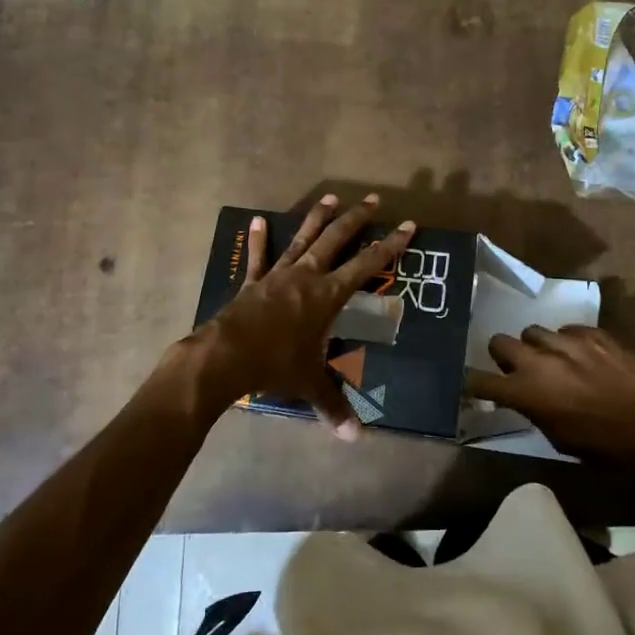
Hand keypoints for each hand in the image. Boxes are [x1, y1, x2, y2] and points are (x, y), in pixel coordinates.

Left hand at [193, 194, 415, 438]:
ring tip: (330, 196)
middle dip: (356, 219)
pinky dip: (259, 240)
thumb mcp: (309, 383)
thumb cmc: (276, 365)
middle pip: (336, 239)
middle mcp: (306, 276)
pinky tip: (259, 221)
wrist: (227, 356)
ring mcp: (277, 275)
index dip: (390, 245)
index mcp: (327, 295)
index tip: (408, 225)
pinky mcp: (253, 282)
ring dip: (317, 218)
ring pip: (302, 239)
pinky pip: (258, 257)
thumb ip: (334, 406)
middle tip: (372, 199)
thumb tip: (355, 438)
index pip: (367, 265)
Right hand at [470, 325, 634, 463]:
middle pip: (499, 342)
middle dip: (503, 356)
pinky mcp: (594, 332)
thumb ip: (535, 413)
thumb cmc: (611, 449)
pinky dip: (568, 342)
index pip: (479, 381)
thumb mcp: (562, 442)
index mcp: (527, 392)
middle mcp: (540, 359)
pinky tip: (583, 358)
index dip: (470, 384)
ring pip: (533, 331)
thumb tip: (524, 401)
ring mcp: (568, 341)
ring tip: (553, 362)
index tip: (470, 387)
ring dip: (536, 347)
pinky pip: (567, 329)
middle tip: (516, 371)